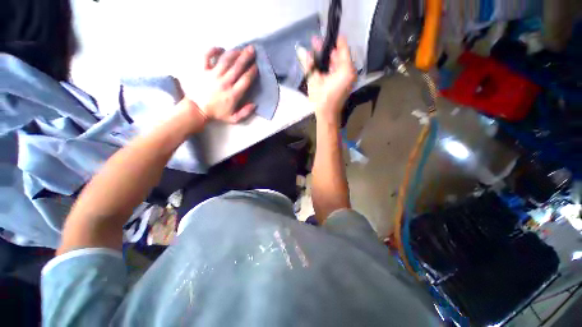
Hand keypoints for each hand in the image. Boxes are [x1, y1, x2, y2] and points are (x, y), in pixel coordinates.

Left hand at [182, 46, 257, 123]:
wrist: (198, 110)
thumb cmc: (217, 113)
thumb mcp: (233, 119)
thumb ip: (245, 113)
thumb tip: (254, 104)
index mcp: (233, 94)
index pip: (245, 80)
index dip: (252, 72)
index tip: (256, 66)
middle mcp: (224, 82)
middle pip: (237, 67)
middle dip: (246, 58)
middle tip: (252, 50)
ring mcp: (212, 75)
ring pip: (225, 60)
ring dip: (234, 53)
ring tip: (240, 48)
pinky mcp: (202, 70)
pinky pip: (207, 56)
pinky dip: (213, 50)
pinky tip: (220, 48)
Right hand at [297, 36, 356, 124]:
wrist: (327, 116)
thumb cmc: (322, 99)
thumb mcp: (314, 81)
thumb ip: (309, 64)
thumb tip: (301, 51)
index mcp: (346, 69)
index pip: (342, 47)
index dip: (333, 39)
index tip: (323, 35)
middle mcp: (350, 72)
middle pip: (339, 55)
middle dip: (327, 49)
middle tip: (314, 43)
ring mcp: (348, 78)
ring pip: (338, 63)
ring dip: (327, 58)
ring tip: (315, 53)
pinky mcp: (345, 83)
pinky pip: (338, 71)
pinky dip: (330, 67)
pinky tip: (320, 65)